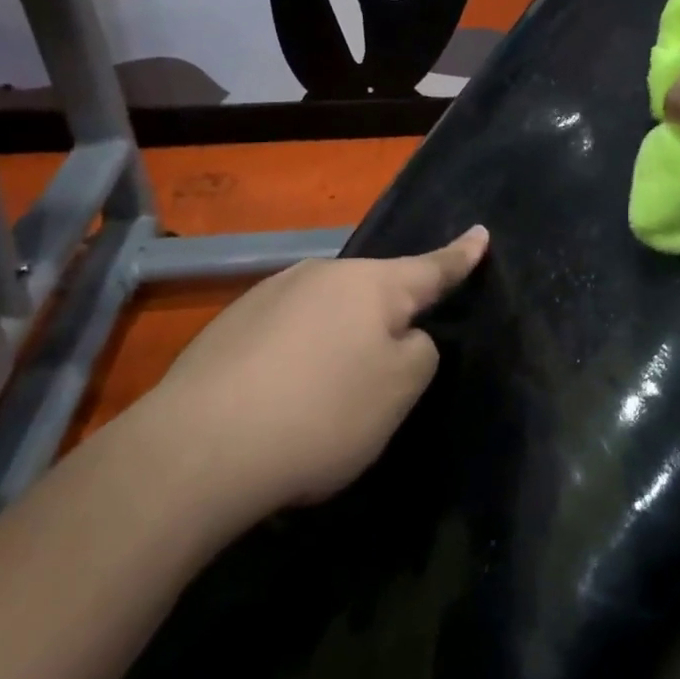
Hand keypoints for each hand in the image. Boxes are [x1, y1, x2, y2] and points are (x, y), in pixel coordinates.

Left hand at [145, 227, 487, 508]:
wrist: (198, 446)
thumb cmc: (321, 412)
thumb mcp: (398, 391)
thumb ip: (418, 353)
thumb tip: (402, 335)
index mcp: (370, 284)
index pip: (431, 268)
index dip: (460, 256)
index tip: (481, 232)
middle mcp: (321, 274)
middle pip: (370, 295)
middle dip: (384, 321)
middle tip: (382, 374)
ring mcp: (269, 295)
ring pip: (324, 317)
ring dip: (334, 346)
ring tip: (322, 403)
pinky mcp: (229, 325)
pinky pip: (284, 338)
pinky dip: (294, 363)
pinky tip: (278, 406)